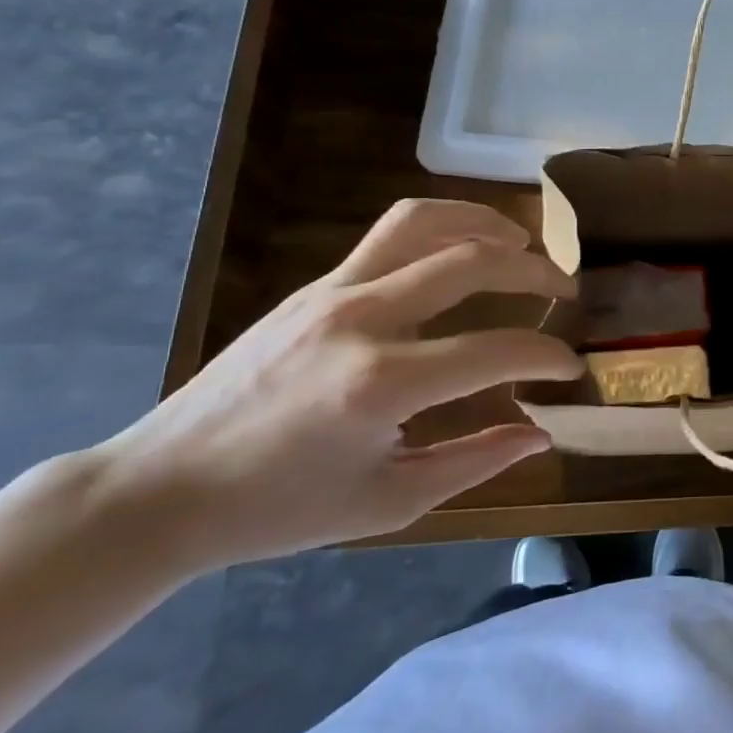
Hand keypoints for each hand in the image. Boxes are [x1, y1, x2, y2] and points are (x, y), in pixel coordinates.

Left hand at [90, 199, 581, 567]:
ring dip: (485, 223)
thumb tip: (542, 433)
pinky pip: (391, 235)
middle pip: (471, 262)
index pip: (495, 348)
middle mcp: (362, 319)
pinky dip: (443, 229)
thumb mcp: (388, 502)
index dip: (547, 355)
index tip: (571, 366)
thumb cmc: (278, 509)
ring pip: (425, 222)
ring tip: (522, 242)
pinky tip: (464, 251)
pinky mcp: (315, 285)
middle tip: (566, 290)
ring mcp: (333, 291)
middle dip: (535, 271)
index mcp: (382, 384)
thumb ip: (475, 461)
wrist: (160, 489)